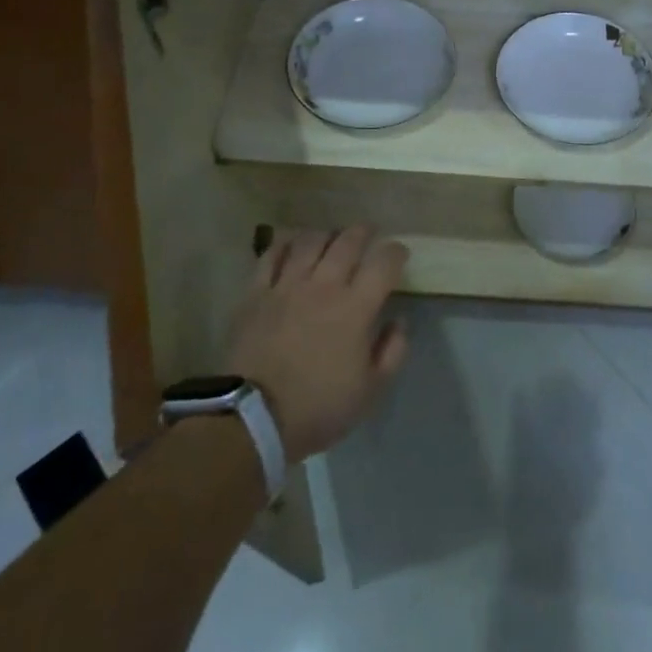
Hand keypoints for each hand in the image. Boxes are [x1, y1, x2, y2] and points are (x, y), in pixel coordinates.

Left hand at [220, 226, 408, 463]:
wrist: (252, 419)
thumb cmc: (318, 407)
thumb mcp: (371, 390)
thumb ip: (392, 351)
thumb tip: (398, 322)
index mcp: (356, 308)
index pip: (384, 262)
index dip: (396, 252)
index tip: (399, 256)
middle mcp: (324, 286)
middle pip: (348, 241)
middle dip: (363, 232)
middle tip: (368, 234)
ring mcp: (287, 286)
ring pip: (310, 241)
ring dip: (326, 235)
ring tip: (331, 239)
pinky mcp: (256, 293)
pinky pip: (272, 255)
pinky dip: (285, 245)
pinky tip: (292, 246)